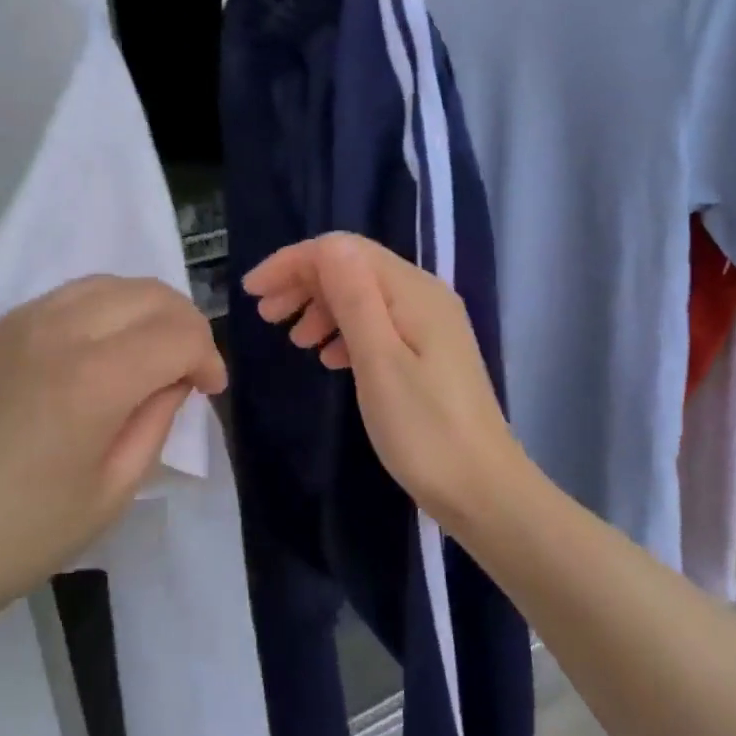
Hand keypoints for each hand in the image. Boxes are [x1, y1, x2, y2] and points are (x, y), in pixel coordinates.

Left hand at [0, 276, 226, 651]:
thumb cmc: (24, 535)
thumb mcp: (114, 491)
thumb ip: (157, 419)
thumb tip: (174, 378)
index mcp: (93, 378)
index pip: (177, 332)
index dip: (208, 356)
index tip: (209, 389)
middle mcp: (57, 331)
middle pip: (147, 292)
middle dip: (183, 323)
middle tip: (187, 367)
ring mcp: (16, 324)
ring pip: (105, 283)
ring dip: (142, 309)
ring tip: (146, 352)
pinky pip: (62, 298)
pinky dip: (98, 311)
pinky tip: (93, 351)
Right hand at [242, 233, 523, 534]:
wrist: (484, 490)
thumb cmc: (424, 430)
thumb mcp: (379, 362)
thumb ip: (354, 298)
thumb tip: (328, 246)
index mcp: (413, 290)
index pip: (343, 250)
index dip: (293, 262)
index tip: (252, 292)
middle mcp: (424, 295)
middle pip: (353, 268)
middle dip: (303, 282)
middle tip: (266, 315)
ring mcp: (430, 323)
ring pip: (363, 296)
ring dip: (322, 307)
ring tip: (293, 340)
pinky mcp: (429, 351)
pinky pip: (378, 323)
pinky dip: (345, 332)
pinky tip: (328, 358)